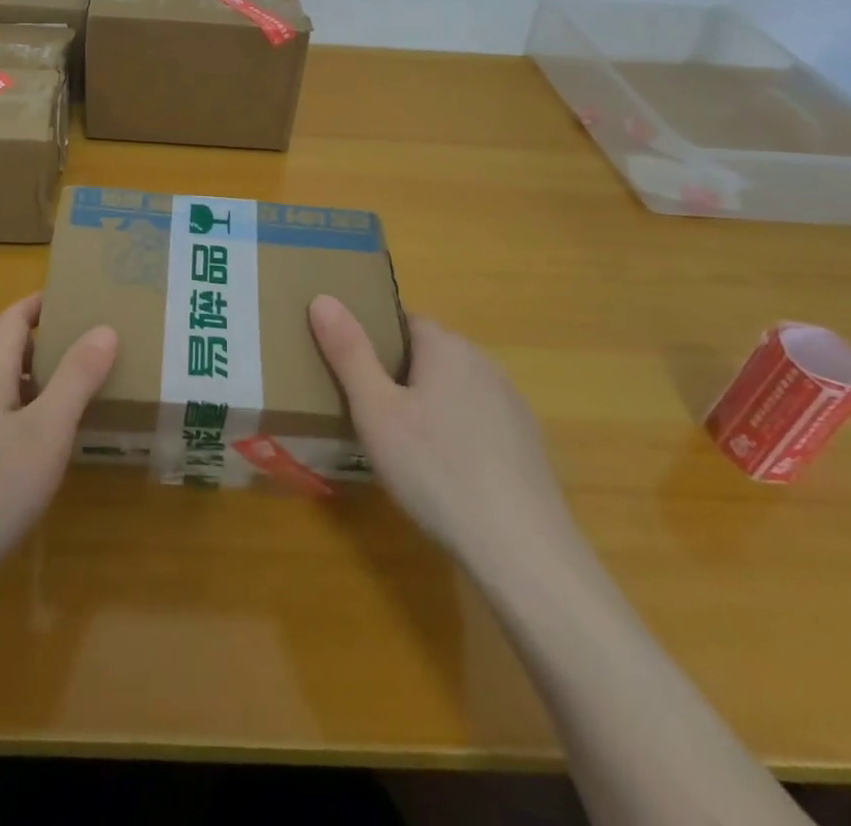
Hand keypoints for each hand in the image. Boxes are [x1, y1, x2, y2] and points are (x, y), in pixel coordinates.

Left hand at [0, 294, 116, 599]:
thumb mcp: (48, 433)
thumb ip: (77, 378)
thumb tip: (105, 328)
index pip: (12, 317)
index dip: (40, 304)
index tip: (73, 300)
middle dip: (27, 337)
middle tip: (67, 350)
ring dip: (14, 373)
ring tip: (53, 395)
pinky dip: (2, 405)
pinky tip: (22, 443)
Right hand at [309, 296, 573, 583]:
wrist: (522, 551)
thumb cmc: (435, 470)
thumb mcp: (375, 411)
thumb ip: (348, 352)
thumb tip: (323, 299)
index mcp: (447, 347)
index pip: (403, 321)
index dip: (373, 340)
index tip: (350, 370)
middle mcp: (484, 363)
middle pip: (429, 355)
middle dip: (398, 374)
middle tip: (368, 412)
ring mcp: (512, 404)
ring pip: (455, 389)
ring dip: (429, 404)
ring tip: (401, 445)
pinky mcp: (528, 444)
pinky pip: (479, 422)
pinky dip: (457, 434)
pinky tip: (444, 472)